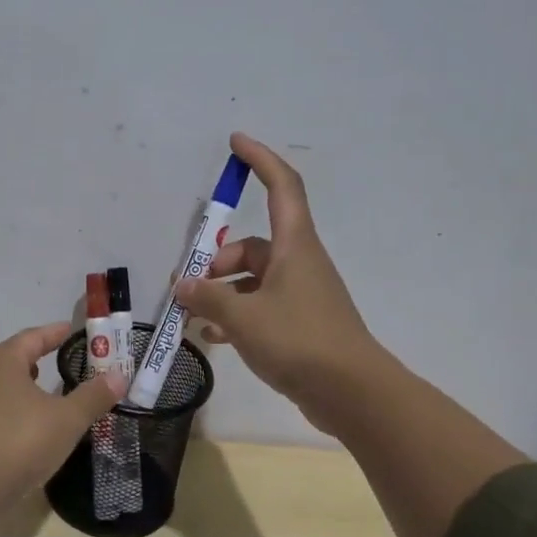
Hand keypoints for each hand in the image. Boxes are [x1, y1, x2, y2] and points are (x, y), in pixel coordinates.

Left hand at [0, 322, 127, 497]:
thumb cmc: (19, 441)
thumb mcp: (66, 420)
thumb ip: (93, 396)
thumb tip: (118, 376)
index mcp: (0, 359)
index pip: (32, 337)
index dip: (54, 334)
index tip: (69, 331)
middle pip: (8, 358)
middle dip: (32, 360)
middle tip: (55, 365)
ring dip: (15, 387)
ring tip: (37, 398)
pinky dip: (1, 411)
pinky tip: (15, 429)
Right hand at [174, 132, 382, 432]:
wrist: (352, 393)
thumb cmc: (299, 341)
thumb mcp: (243, 317)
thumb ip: (207, 298)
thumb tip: (183, 285)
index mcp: (294, 246)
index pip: (282, 187)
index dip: (260, 159)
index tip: (235, 142)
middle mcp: (299, 263)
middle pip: (252, 246)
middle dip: (216, 260)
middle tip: (186, 286)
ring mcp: (301, 295)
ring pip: (252, 280)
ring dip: (222, 293)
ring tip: (192, 316)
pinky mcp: (300, 325)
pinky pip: (260, 308)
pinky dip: (235, 316)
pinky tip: (212, 337)